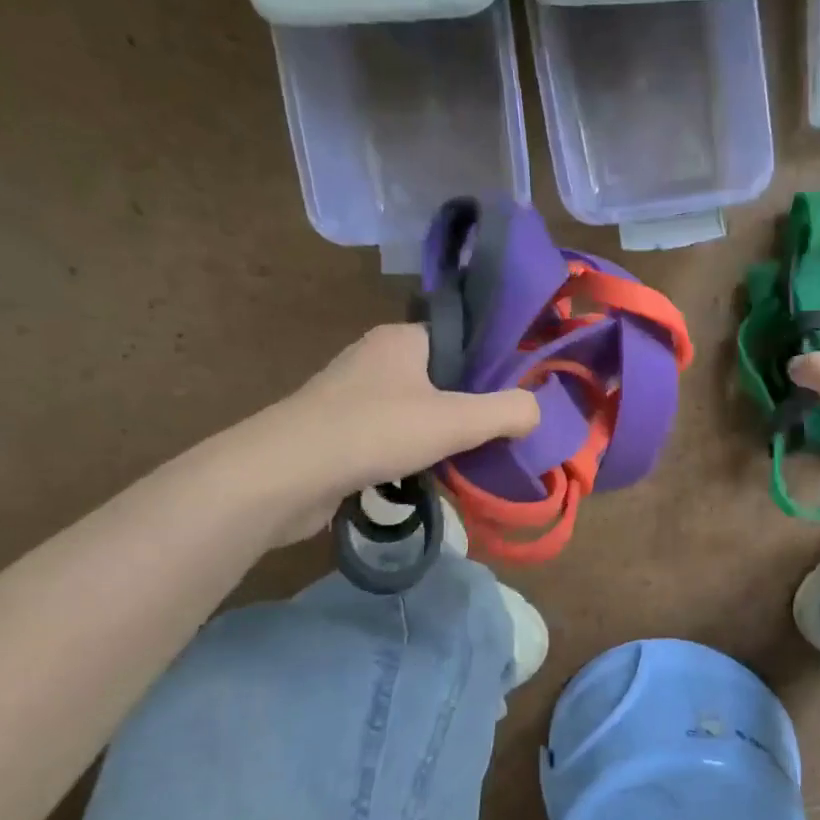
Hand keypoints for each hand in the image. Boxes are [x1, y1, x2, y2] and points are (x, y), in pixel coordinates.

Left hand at [236, 323, 539, 540]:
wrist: (282, 476)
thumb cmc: (374, 432)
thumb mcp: (456, 420)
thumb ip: (506, 412)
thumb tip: (537, 410)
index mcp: (402, 339)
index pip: (461, 342)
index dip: (492, 368)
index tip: (518, 399)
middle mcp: (376, 359)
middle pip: (442, 380)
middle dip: (470, 409)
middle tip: (502, 436)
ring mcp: (351, 396)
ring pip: (416, 412)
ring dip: (441, 437)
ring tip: (472, 463)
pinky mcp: (337, 433)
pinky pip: (390, 438)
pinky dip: (412, 456)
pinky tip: (429, 479)